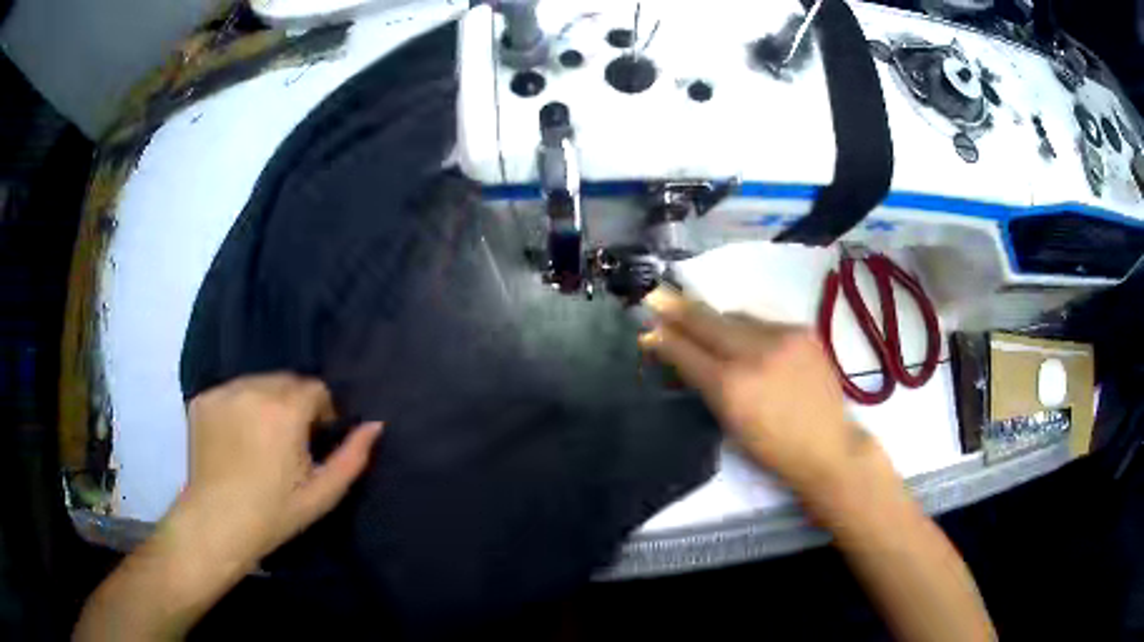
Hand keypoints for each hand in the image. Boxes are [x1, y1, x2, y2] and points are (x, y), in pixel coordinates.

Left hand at [181, 374, 382, 564]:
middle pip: (286, 381)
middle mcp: (252, 390)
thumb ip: (352, 457)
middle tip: (289, 441)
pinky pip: (232, 392)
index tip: (315, 437)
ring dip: (267, 401)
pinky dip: (240, 406)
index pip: (314, 388)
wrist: (217, 524)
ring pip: (257, 383)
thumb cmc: (274, 513)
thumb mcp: (321, 494)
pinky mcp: (202, 400)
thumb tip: (375, 425)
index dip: (321, 411)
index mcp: (284, 411)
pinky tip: (237, 436)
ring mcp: (223, 393)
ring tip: (261, 437)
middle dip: (294, 403)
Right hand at [639, 287, 860, 492]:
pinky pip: (763, 322)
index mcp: (731, 386)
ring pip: (736, 316)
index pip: (687, 352)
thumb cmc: (772, 448)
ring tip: (708, 327)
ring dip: (717, 322)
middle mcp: (755, 353)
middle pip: (707, 321)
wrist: (827, 445)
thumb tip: (681, 356)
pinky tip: (750, 343)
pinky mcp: (802, 330)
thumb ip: (704, 384)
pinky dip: (749, 329)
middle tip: (657, 295)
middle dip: (680, 309)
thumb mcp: (728, 422)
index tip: (646, 323)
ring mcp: (782, 337)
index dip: (664, 337)